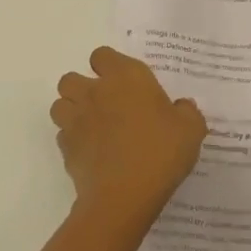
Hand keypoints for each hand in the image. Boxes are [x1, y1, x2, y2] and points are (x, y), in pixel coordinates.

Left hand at [51, 47, 206, 225]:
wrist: (124, 195)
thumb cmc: (160, 152)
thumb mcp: (191, 129)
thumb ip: (187, 112)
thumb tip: (182, 106)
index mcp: (125, 77)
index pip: (102, 55)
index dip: (109, 66)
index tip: (123, 82)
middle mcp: (95, 92)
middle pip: (71, 78)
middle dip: (82, 88)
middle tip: (105, 105)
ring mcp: (76, 120)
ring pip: (60, 104)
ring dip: (71, 111)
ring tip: (92, 127)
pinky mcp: (65, 148)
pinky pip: (62, 135)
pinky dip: (72, 140)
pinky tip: (91, 153)